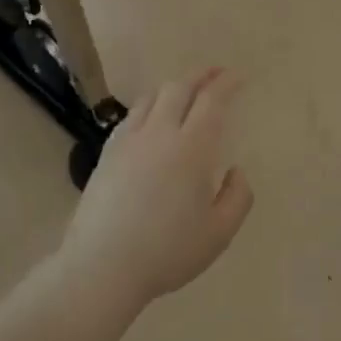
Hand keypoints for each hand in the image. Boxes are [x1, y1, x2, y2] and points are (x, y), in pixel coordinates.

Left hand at [59, 68, 253, 308]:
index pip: (211, 101)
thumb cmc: (168, 252)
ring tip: (185, 93)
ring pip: (150, 98)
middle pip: (178, 88)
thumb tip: (235, 171)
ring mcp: (128, 142)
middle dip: (200, 76)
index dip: (226, 84)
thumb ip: (238, 197)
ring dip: (172, 88)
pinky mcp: (106, 155)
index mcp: (192, 149)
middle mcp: (159, 134)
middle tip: (215, 74)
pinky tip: (151, 119)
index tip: (237, 77)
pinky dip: (148, 106)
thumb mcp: (219, 233)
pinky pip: (130, 116)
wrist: (103, 266)